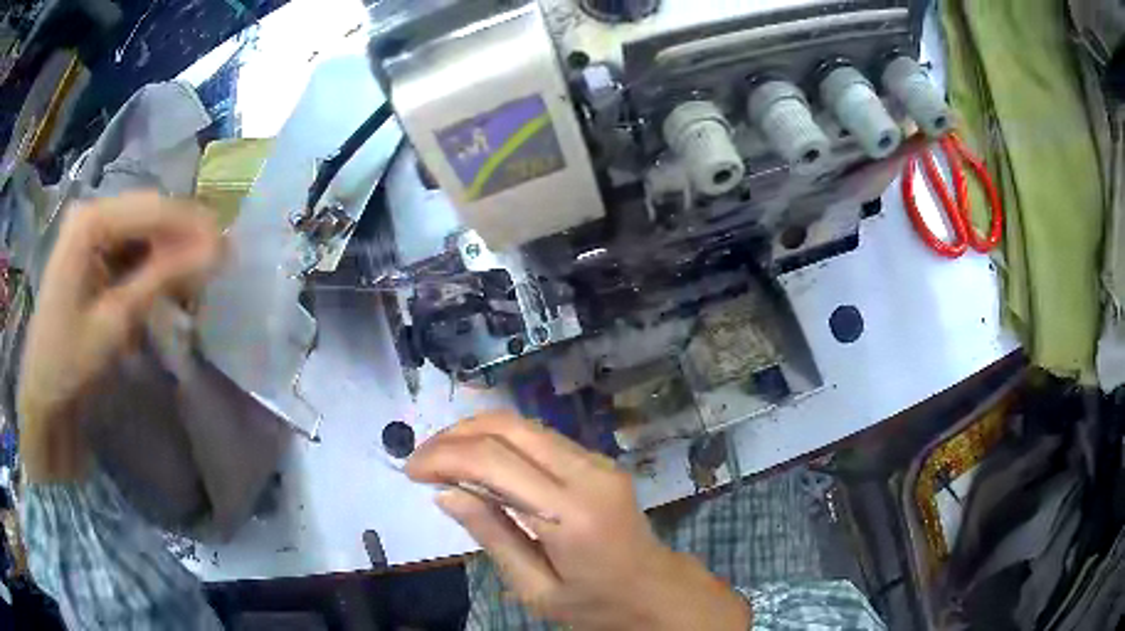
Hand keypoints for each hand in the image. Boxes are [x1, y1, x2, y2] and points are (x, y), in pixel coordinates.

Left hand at [18, 192, 221, 482]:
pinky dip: (151, 266)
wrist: (41, 395)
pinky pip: (129, 248)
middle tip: (218, 265)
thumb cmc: (68, 362)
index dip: (193, 225)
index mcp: (90, 220)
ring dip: (169, 253)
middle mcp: (90, 212)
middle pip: (148, 214)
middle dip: (183, 238)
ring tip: (196, 279)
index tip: (230, 248)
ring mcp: (89, 232)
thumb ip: (161, 279)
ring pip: (142, 230)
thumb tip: (216, 251)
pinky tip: (166, 285)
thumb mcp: (114, 322)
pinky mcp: (90, 253)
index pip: (152, 208)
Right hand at [406, 411, 750, 629]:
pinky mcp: (600, 460)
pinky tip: (480, 462)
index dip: (445, 457)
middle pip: (508, 427)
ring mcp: (598, 461)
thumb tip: (445, 491)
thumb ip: (491, 536)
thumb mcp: (535, 588)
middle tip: (422, 460)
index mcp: (570, 515)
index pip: (495, 462)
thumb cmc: (594, 603)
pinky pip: (540, 437)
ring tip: (442, 459)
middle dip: (454, 435)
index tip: (411, 470)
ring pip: (523, 424)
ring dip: (475, 433)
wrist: (655, 589)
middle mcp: (587, 474)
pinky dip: (501, 441)